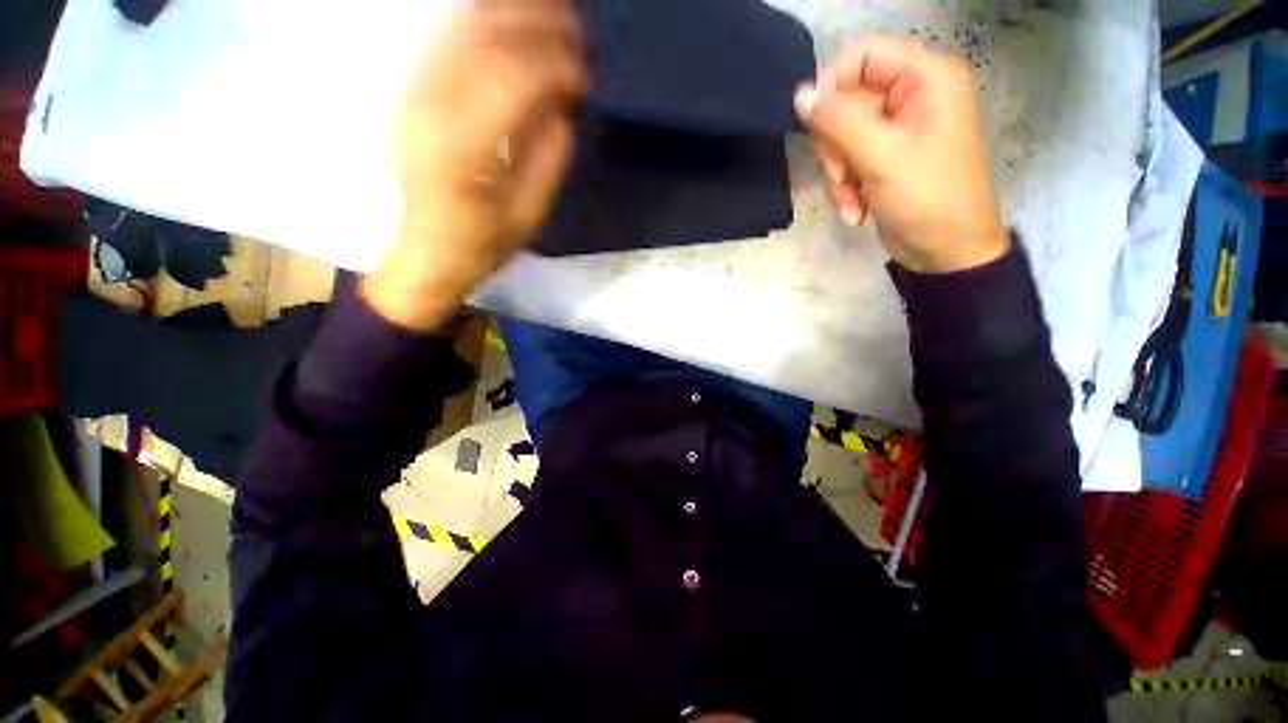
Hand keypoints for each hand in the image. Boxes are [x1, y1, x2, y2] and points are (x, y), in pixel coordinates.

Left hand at [364, 0, 587, 330]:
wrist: (427, 252)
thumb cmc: (483, 243)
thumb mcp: (528, 214)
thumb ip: (549, 158)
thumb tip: (564, 108)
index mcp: (463, 147)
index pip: (513, 79)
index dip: (555, 65)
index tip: (586, 71)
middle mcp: (431, 107)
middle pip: (485, 40)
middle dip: (537, 25)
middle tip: (576, 25)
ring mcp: (416, 93)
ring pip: (464, 29)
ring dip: (510, 12)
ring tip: (552, 12)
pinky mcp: (413, 92)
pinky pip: (449, 39)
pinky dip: (484, 21)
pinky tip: (511, 18)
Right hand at [794, 37, 1008, 273]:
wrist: (945, 251)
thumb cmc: (926, 197)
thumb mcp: (880, 155)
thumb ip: (837, 121)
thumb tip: (800, 95)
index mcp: (925, 78)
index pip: (863, 55)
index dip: (833, 85)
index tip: (815, 124)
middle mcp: (911, 96)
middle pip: (846, 101)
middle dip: (835, 145)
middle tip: (840, 175)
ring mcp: (896, 130)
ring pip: (841, 135)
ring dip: (838, 173)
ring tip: (850, 199)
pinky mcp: (884, 158)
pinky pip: (848, 160)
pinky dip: (846, 187)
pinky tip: (855, 210)